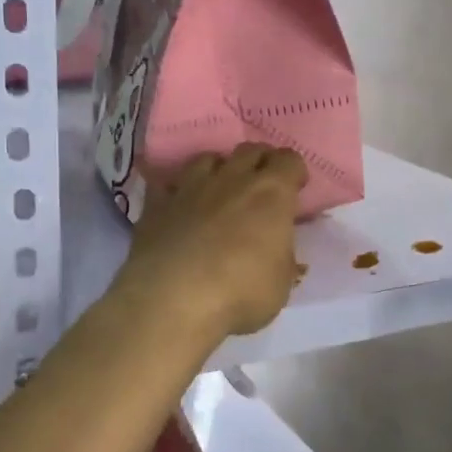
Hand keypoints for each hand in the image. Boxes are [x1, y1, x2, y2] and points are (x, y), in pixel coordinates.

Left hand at [117, 145, 306, 341]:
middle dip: (260, 163)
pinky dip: (177, 191)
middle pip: (250, 150)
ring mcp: (190, 187)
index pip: (290, 160)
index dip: (294, 172)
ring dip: (219, 170)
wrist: (171, 301)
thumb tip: (279, 251)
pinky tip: (179, 206)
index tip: (295, 190)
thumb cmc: (240, 294)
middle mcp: (231, 179)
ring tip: (221, 192)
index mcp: (271, 193)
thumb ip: (283, 259)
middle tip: (262, 187)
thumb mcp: (280, 285)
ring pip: (208, 158)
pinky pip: (167, 184)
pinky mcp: (156, 204)